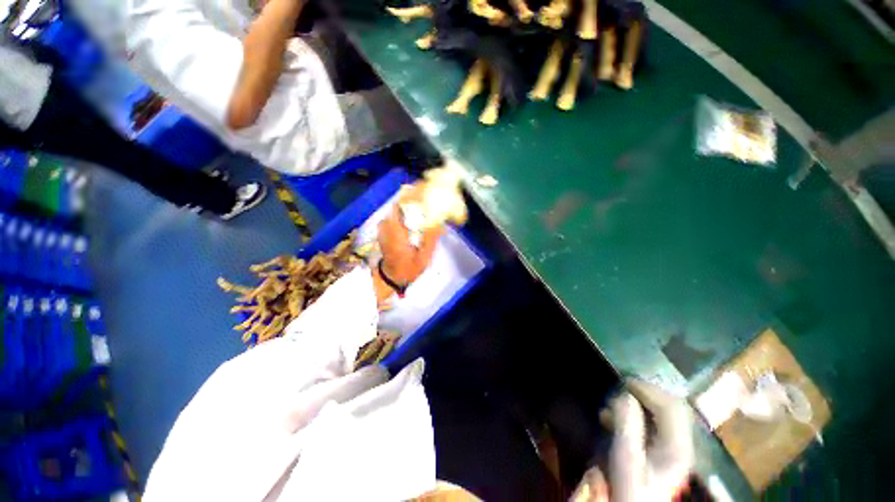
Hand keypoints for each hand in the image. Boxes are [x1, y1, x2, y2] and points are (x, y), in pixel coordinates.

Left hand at [377, 184, 443, 286]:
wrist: (391, 276)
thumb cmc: (408, 269)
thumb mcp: (423, 259)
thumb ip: (431, 240)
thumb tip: (440, 223)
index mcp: (396, 232)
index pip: (402, 205)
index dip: (414, 193)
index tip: (427, 185)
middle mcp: (387, 225)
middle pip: (401, 202)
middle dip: (417, 194)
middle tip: (433, 190)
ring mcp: (385, 225)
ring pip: (400, 206)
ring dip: (414, 200)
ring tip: (429, 197)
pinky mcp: (386, 227)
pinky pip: (398, 212)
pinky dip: (409, 208)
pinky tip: (420, 209)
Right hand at [570, 379, 694, 501]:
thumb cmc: (629, 488)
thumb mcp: (625, 458)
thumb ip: (626, 424)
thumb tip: (624, 395)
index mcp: (677, 446)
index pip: (671, 405)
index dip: (648, 389)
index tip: (624, 381)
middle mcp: (680, 444)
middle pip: (669, 407)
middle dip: (644, 394)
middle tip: (619, 390)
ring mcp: (672, 448)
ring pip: (660, 414)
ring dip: (637, 404)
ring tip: (612, 406)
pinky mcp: (661, 452)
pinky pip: (652, 423)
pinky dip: (634, 414)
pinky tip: (615, 419)